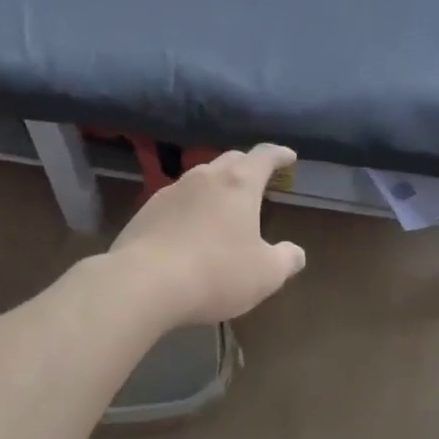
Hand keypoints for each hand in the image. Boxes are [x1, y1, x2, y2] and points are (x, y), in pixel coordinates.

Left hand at [108, 144, 306, 326]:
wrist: (142, 284)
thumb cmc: (215, 273)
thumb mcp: (265, 274)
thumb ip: (286, 260)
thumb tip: (296, 253)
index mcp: (239, 184)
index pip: (264, 156)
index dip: (279, 155)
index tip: (289, 157)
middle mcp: (205, 177)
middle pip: (231, 160)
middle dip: (248, 166)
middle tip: (259, 180)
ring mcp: (171, 190)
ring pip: (201, 178)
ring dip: (217, 186)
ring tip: (224, 205)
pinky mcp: (146, 210)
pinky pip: (177, 199)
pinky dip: (191, 206)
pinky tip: (190, 228)